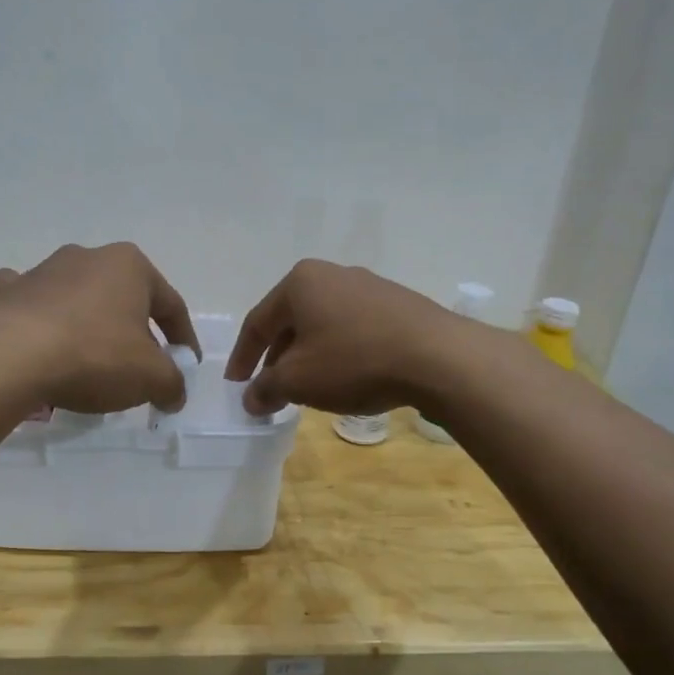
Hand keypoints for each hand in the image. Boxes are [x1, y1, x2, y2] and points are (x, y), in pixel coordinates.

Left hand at [0, 243, 200, 413]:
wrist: (12, 357)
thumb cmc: (95, 355)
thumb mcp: (152, 377)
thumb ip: (173, 384)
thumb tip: (174, 395)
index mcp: (130, 266)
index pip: (171, 305)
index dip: (183, 339)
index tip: (185, 366)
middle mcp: (88, 257)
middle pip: (124, 299)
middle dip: (136, 331)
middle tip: (140, 368)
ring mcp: (44, 271)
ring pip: (78, 298)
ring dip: (90, 323)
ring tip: (91, 360)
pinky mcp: (8, 293)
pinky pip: (32, 304)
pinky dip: (39, 318)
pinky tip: (39, 338)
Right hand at [225, 260, 455, 416]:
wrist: (438, 357)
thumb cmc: (354, 361)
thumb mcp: (299, 381)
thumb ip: (266, 388)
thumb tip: (251, 399)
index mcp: (300, 283)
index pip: (257, 322)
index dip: (242, 357)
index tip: (235, 385)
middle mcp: (333, 275)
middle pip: (291, 320)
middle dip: (277, 357)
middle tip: (271, 388)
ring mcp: (369, 287)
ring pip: (324, 325)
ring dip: (309, 356)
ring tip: (308, 386)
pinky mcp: (398, 305)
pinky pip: (354, 329)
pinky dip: (340, 352)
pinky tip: (347, 377)